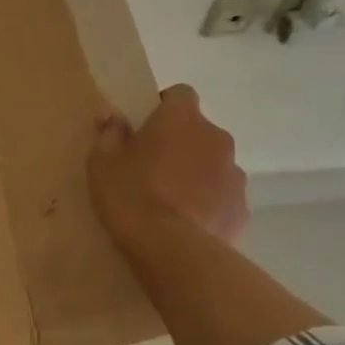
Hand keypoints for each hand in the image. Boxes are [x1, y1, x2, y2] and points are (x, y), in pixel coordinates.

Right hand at [88, 84, 247, 251]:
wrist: (172, 250)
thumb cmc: (131, 195)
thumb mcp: (102, 163)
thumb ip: (109, 133)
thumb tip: (110, 112)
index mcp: (181, 119)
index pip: (180, 93)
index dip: (164, 106)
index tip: (146, 127)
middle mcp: (215, 137)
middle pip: (199, 131)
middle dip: (181, 143)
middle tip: (153, 168)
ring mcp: (234, 173)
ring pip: (213, 164)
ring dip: (197, 173)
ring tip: (172, 201)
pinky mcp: (242, 207)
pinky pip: (223, 196)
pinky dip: (209, 203)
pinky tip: (187, 224)